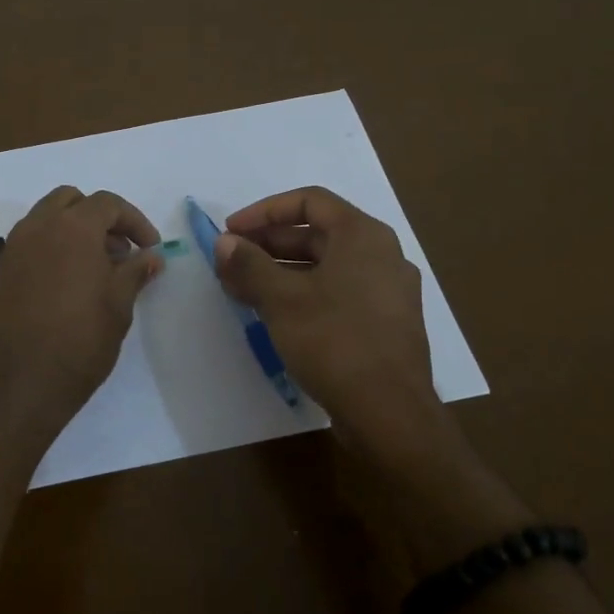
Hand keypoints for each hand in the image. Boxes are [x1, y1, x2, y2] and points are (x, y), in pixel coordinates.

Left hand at [0, 186, 164, 430]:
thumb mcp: (118, 306)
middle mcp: (38, 227)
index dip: (134, 221)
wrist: (16, 381)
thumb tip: (150, 256)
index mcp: (72, 227)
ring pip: (47, 219)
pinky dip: (53, 248)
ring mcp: (15, 248)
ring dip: (74, 231)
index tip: (150, 248)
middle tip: (120, 251)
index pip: (107, 204)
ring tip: (97, 269)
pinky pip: (31, 242)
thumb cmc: (78, 340)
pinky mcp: (1, 272)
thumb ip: (135, 272)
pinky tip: (69, 283)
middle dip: (99, 218)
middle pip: (71, 201)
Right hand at [213, 186, 442, 443]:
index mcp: (363, 235)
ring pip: (327, 266)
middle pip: (318, 233)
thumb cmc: (334, 341)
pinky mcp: (386, 323)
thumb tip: (224, 243)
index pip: (309, 201)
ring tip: (244, 290)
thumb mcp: (281, 299)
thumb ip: (249, 265)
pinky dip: (305, 294)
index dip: (264, 211)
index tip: (230, 232)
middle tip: (231, 262)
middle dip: (269, 244)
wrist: (389, 412)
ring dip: (283, 271)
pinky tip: (277, 315)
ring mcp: (388, 291)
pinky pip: (339, 293)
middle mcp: (382, 254)